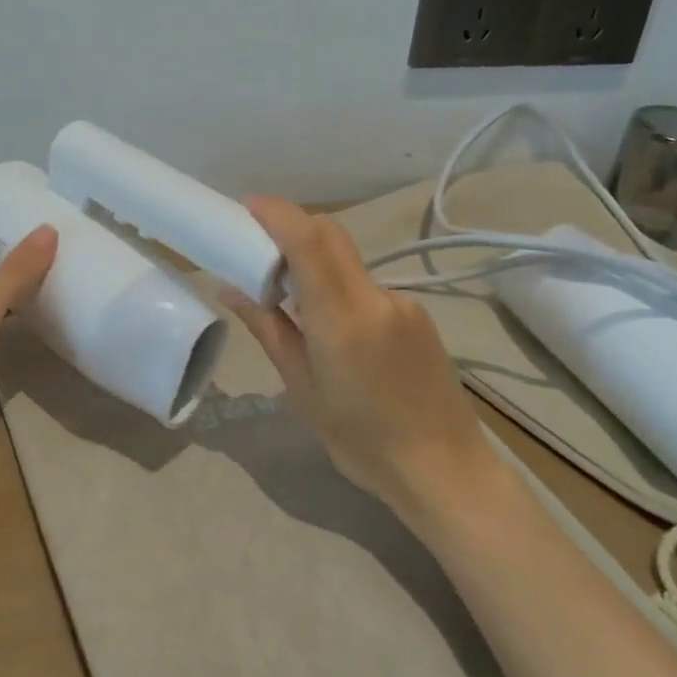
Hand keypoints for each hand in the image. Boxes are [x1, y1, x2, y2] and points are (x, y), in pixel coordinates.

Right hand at [220, 196, 492, 515]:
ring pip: (348, 260)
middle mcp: (376, 298)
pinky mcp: (416, 314)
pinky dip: (338, 286)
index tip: (246, 205)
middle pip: (331, 235)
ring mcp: (402, 303)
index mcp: (343, 319)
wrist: (446, 470)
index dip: (277, 214)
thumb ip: (269, 329)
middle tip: (256, 246)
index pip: (309, 242)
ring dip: (314, 261)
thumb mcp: (303, 389)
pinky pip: (366, 284)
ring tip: (289, 299)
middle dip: (291, 226)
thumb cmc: (363, 442)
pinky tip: (332, 328)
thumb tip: (230, 290)